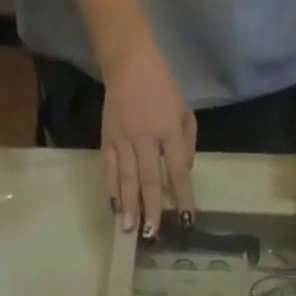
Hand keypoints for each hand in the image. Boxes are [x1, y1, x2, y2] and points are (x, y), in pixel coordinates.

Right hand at [101, 34, 196, 240]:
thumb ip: (187, 143)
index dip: (183, 196)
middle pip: (150, 179)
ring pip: (127, 178)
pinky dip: (111, 189)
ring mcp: (124, 139)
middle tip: (152, 234)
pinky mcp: (107, 138)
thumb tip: (184, 173)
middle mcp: (146, 137)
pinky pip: (110, 169)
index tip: (187, 220)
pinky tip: (114, 207)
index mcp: (169, 129)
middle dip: (151, 208)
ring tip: (129, 228)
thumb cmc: (162, 87)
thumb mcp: (185, 110)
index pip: (178, 170)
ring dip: (129, 205)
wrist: (128, 60)